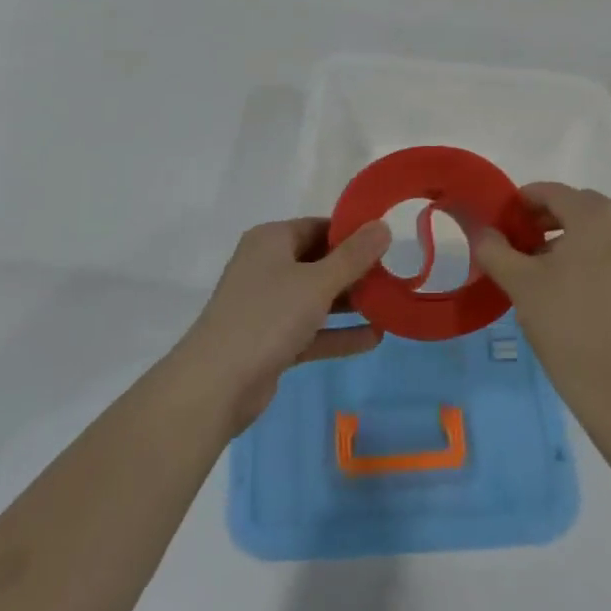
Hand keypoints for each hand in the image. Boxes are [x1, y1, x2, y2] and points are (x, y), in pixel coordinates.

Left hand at [174, 218, 389, 434]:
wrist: (216, 384)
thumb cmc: (267, 317)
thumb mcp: (317, 282)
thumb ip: (354, 256)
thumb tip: (383, 225)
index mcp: (271, 240)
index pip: (319, 226)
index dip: (352, 233)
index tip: (387, 244)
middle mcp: (267, 267)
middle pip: (319, 261)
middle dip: (355, 271)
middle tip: (393, 277)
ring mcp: (267, 306)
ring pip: (316, 297)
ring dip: (350, 303)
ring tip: (390, 306)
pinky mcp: (271, 341)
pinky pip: (311, 329)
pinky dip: (337, 333)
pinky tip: (374, 339)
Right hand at [472, 184, 610, 433]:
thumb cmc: (570, 327)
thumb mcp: (521, 285)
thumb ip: (495, 249)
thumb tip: (484, 232)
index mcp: (596, 215)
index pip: (551, 192)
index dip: (520, 203)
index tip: (499, 225)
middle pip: (577, 207)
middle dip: (544, 220)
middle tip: (516, 246)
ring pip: (598, 230)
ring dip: (568, 238)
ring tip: (540, 268)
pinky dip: (590, 255)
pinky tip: (570, 286)